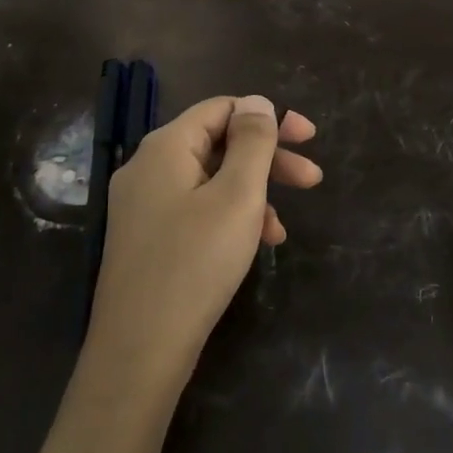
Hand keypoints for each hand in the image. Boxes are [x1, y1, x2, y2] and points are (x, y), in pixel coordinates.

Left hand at [89, 95, 320, 392]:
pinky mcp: (146, 238)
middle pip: (217, 143)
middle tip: (312, 179)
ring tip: (283, 230)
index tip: (309, 138)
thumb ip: (251, 142)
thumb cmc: (195, 264)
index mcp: (165, 147)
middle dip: (267, 159)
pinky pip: (195, 210)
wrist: (139, 350)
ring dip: (253, 194)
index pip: (221, 108)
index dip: (268, 118)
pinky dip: (228, 218)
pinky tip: (254, 246)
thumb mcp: (237, 196)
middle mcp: (147, 167)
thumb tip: (256, 102)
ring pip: (209, 181)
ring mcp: (142, 205)